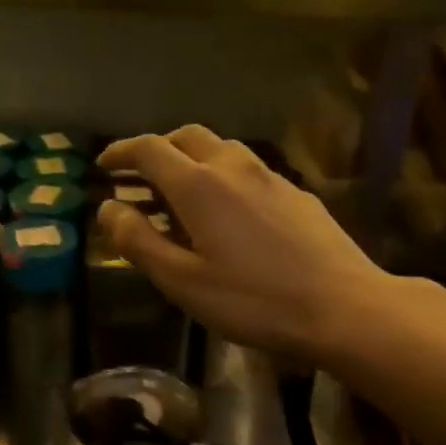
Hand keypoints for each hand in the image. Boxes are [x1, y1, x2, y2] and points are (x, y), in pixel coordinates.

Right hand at [95, 126, 399, 362]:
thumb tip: (108, 208)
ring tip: (180, 192)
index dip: (121, 151)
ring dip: (191, 159)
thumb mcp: (183, 281)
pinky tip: (228, 212)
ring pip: (221, 149)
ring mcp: (271, 176)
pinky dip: (222, 176)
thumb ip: (139, 241)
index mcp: (199, 185)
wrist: (342, 307)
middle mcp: (234, 167)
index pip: (149, 149)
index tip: (103, 163)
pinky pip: (248, 170)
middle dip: (157, 149)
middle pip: (186, 137)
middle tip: (139, 175)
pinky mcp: (296, 193)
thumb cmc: (254, 300)